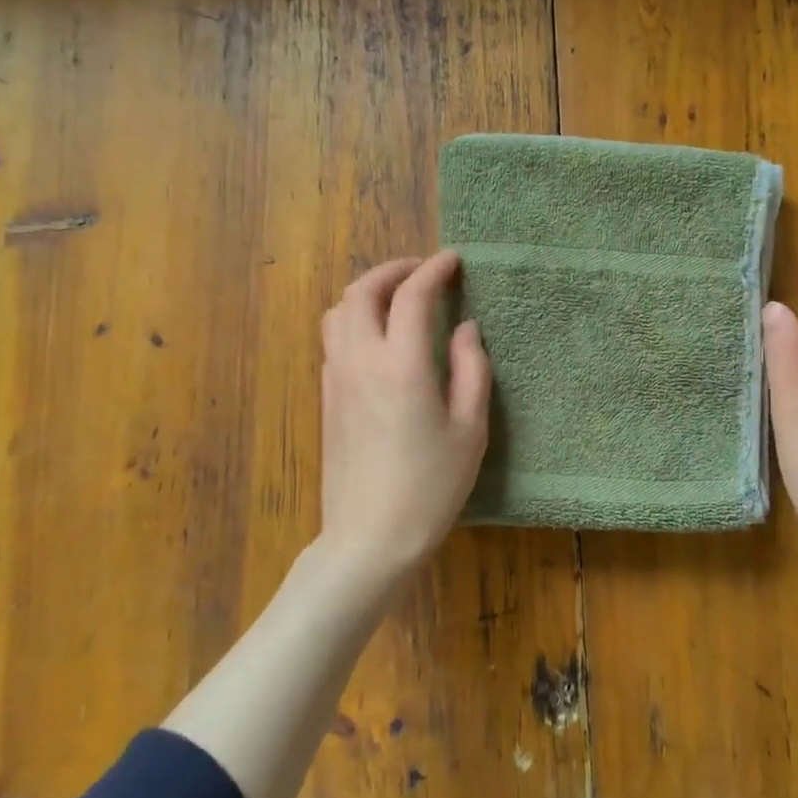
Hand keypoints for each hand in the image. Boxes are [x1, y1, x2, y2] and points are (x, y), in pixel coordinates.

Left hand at [319, 251, 490, 590]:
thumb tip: (466, 328)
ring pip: (338, 312)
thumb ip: (472, 369)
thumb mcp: (470, 429)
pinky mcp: (326, 398)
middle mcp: (361, 361)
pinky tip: (380, 340)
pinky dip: (355, 320)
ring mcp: (336, 379)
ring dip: (367, 293)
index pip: (412, 296)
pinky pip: (334, 340)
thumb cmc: (432, 485)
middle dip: (393, 270)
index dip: (434, 270)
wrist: (370, 536)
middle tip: (423, 273)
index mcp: (402, 366)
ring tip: (398, 299)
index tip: (454, 261)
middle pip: (361, 291)